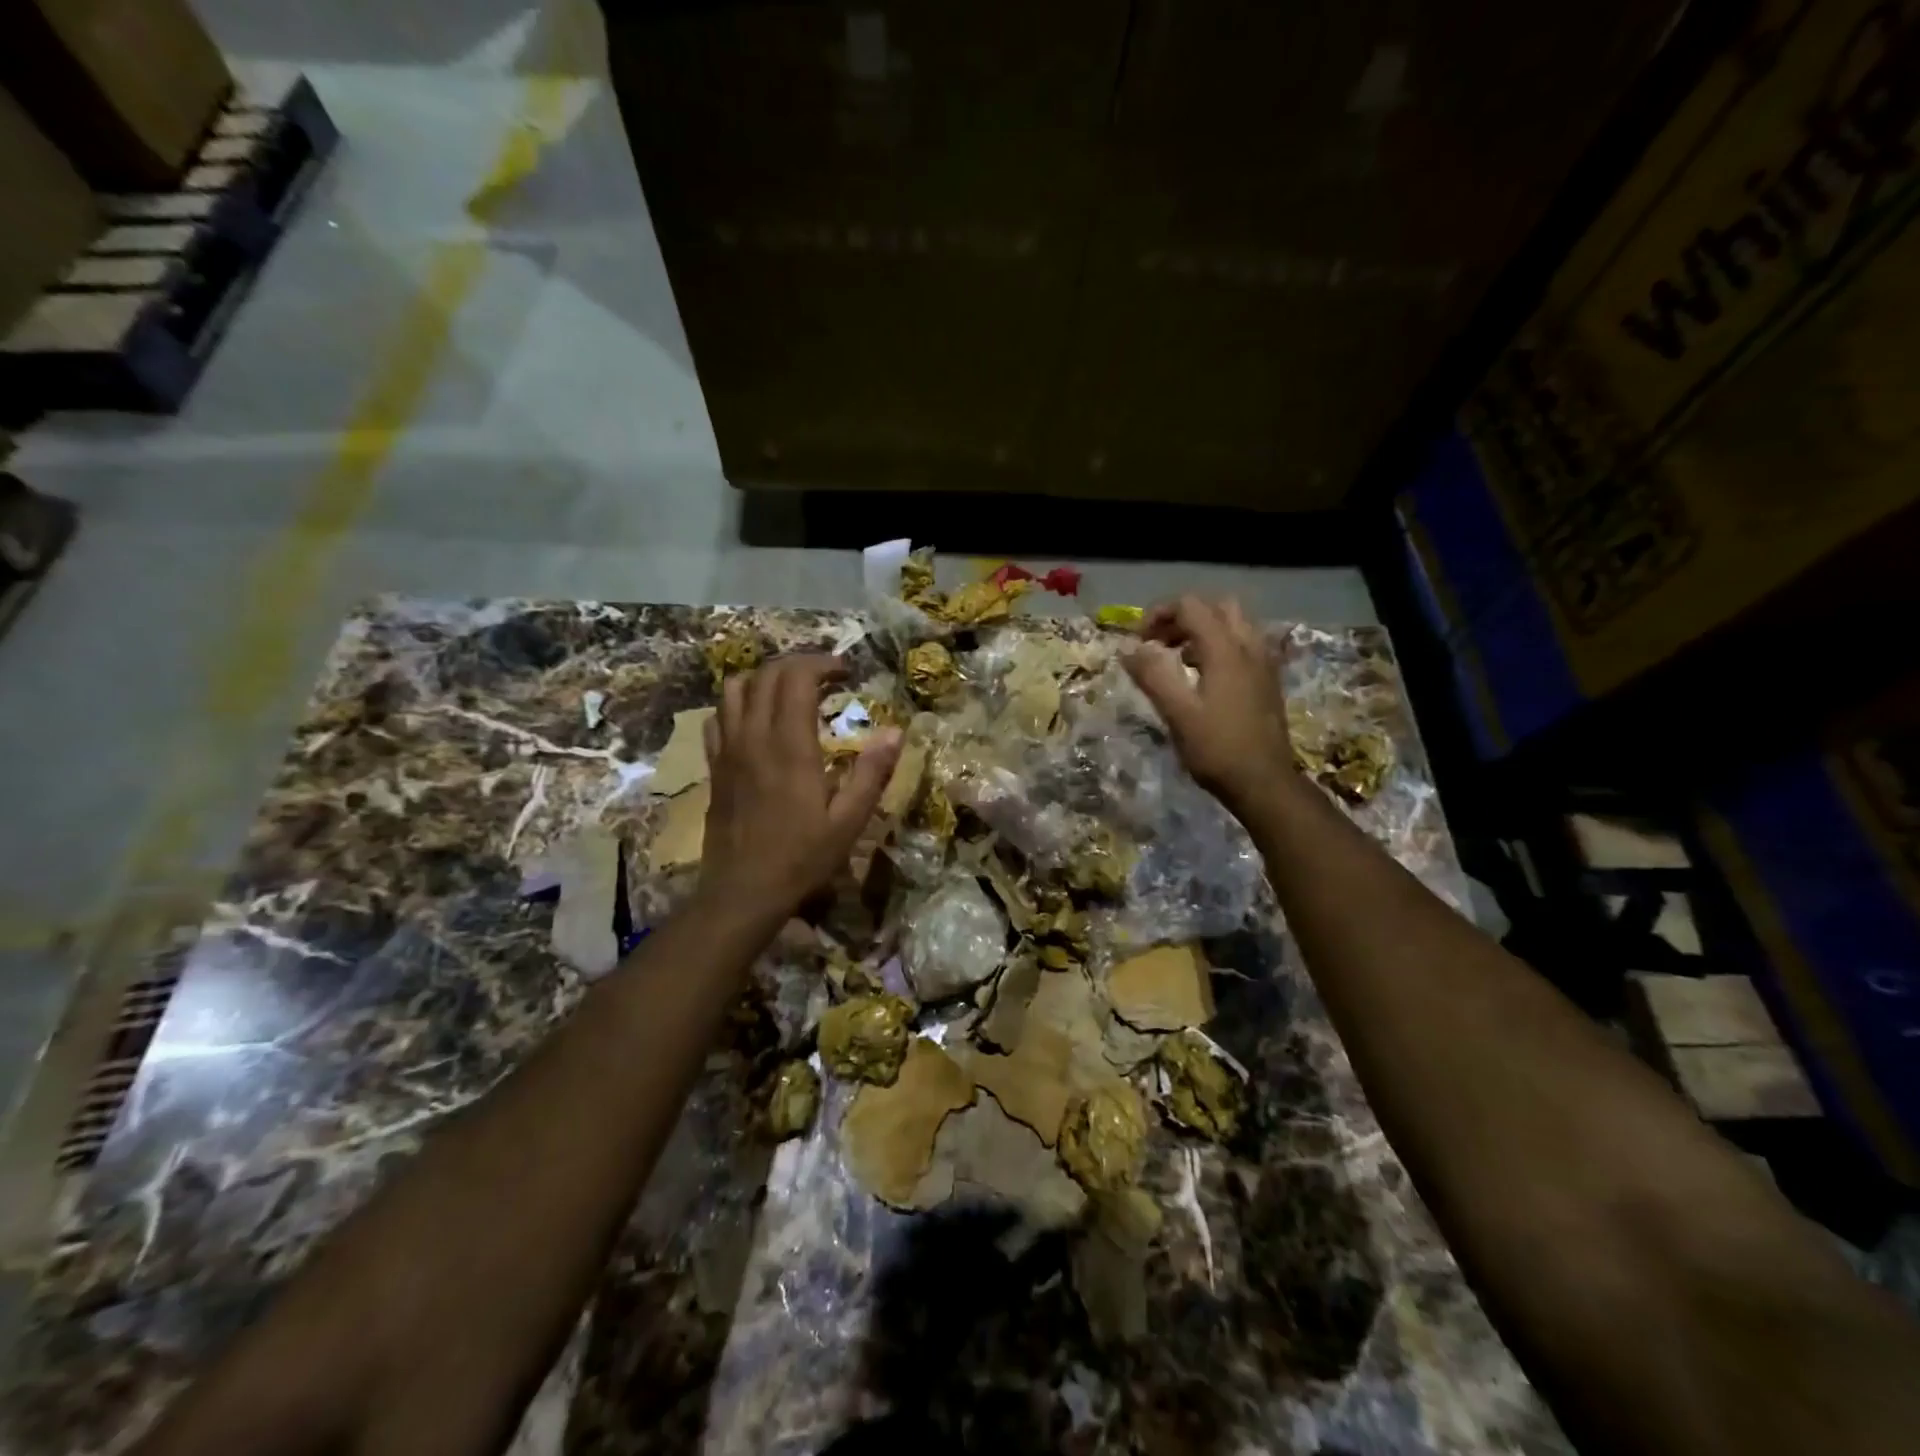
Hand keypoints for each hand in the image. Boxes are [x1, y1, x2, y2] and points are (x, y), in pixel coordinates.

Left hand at [699, 654, 902, 915]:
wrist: (742, 891)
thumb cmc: (801, 858)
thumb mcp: (849, 821)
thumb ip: (872, 773)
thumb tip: (897, 731)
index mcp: (789, 745)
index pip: (797, 677)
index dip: (822, 664)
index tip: (846, 673)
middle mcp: (753, 736)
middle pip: (766, 674)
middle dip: (798, 664)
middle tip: (826, 678)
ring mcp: (728, 749)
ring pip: (735, 688)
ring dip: (765, 678)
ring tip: (790, 693)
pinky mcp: (715, 765)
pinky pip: (717, 716)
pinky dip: (737, 703)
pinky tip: (756, 721)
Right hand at [1123, 596, 1294, 817]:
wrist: (1264, 783)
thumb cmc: (1217, 749)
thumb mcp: (1177, 713)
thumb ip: (1152, 676)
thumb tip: (1128, 649)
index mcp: (1225, 649)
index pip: (1190, 606)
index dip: (1159, 614)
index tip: (1138, 642)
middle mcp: (1248, 647)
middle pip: (1216, 607)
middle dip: (1183, 617)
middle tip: (1160, 643)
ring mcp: (1263, 663)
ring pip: (1233, 624)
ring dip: (1202, 630)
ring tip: (1177, 658)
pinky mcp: (1267, 680)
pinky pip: (1243, 644)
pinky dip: (1219, 646)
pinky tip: (1203, 676)